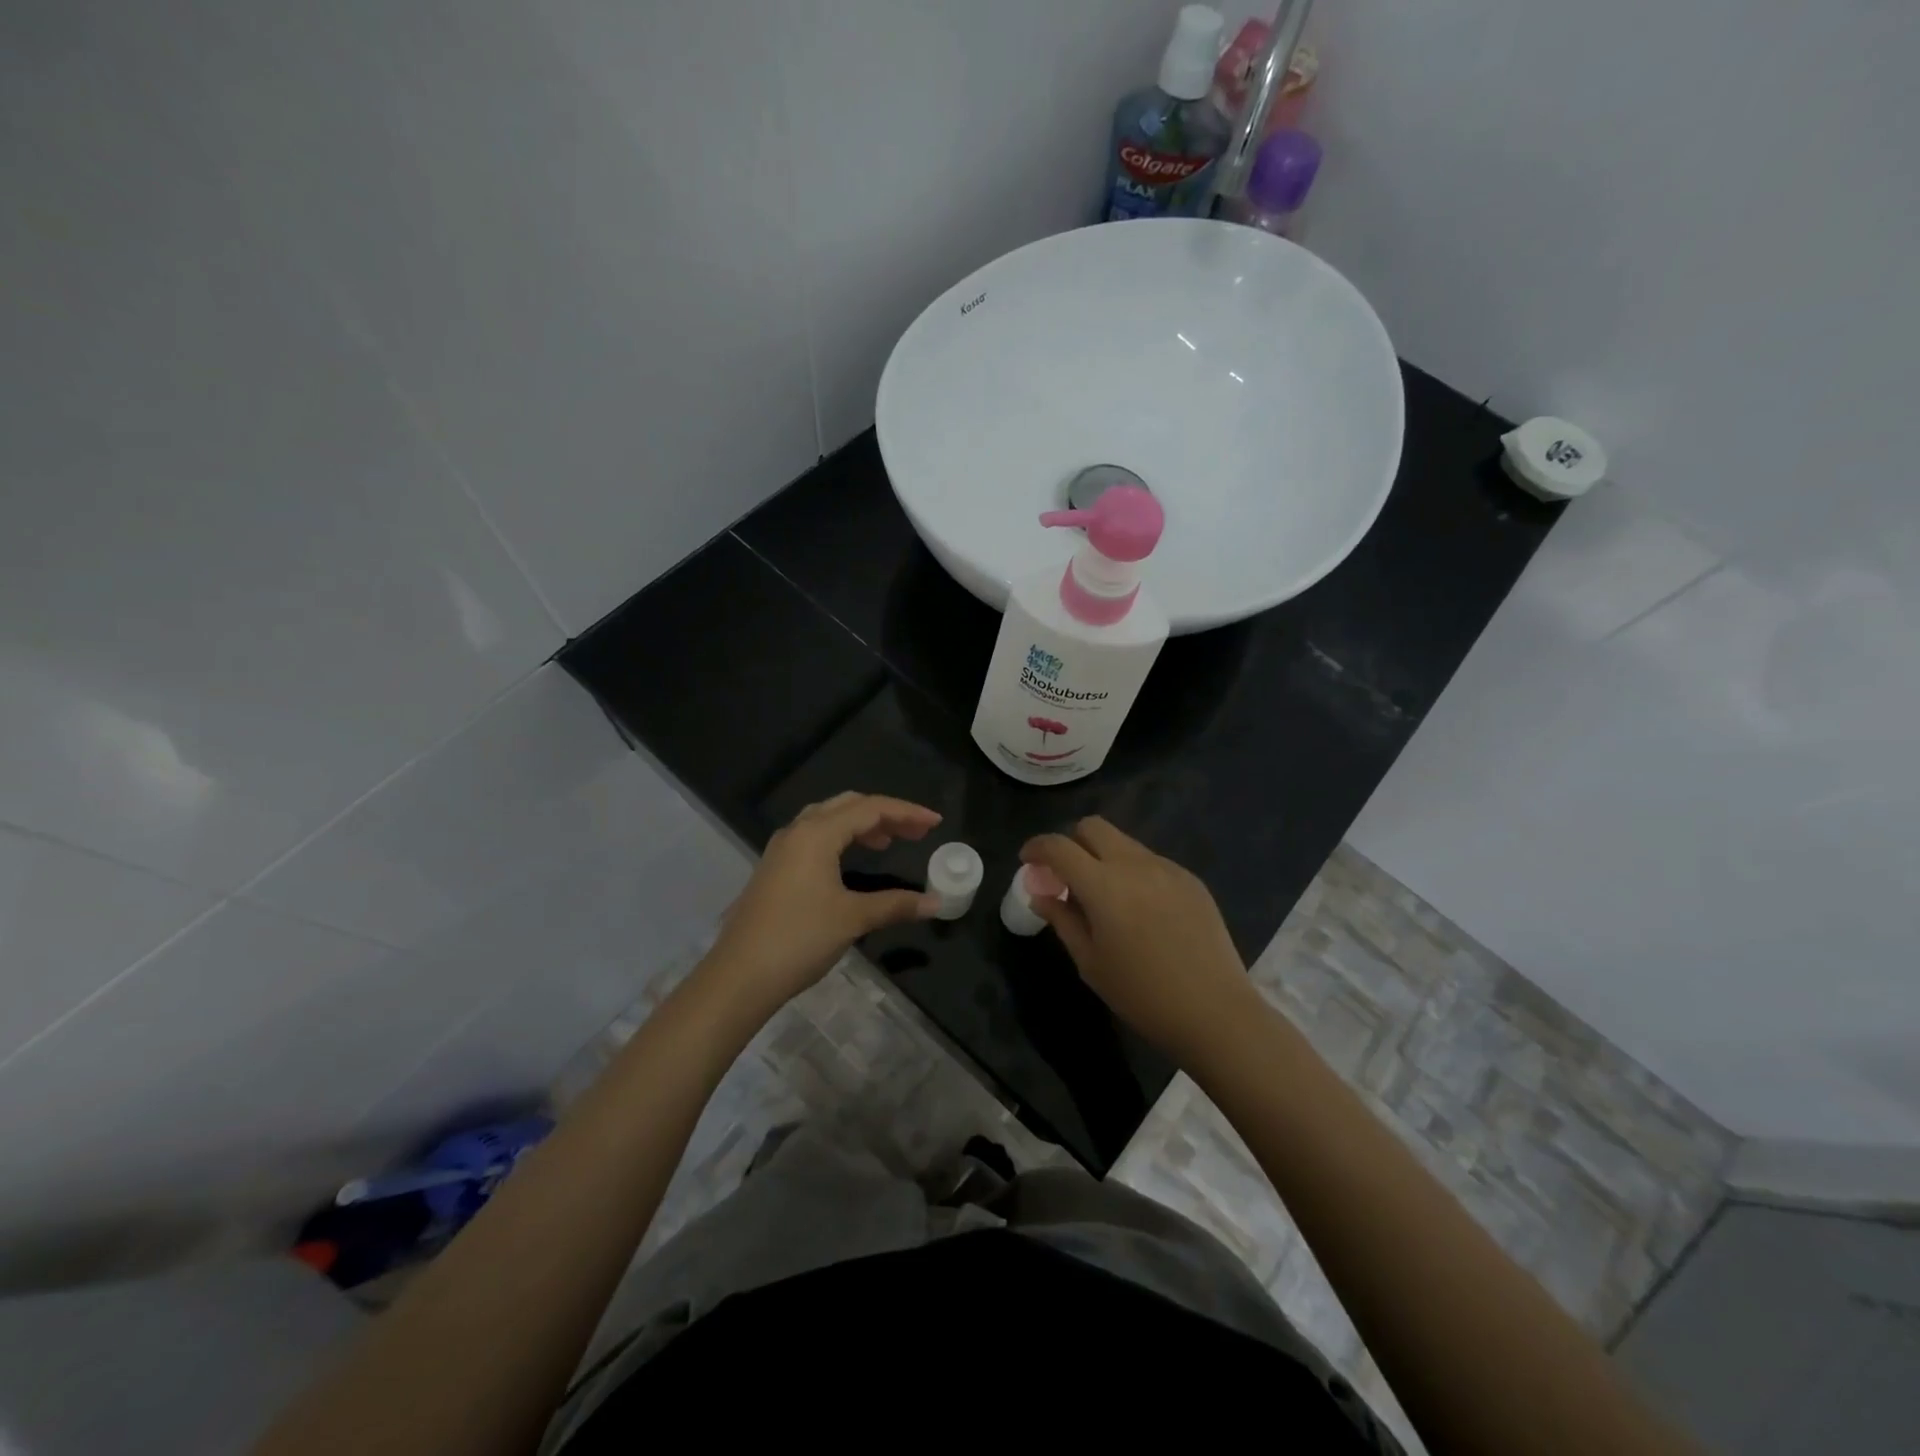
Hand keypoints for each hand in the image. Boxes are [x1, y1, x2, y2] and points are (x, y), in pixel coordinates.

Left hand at [701, 792, 941, 1020]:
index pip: (870, 808)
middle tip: (915, 832)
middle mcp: (797, 831)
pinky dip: (841, 839)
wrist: (739, 976)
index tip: (935, 823)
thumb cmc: (799, 939)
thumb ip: (895, 905)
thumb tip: (935, 903)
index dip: (906, 812)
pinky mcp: (774, 869)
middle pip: (847, 805)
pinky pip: (814, 838)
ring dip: (861, 825)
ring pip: (827, 819)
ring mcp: (781, 850)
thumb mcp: (853, 918)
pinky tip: (851, 861)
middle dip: (884, 814)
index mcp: (817, 833)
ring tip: (888, 842)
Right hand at [1021, 817, 1260, 1063]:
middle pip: (1093, 827)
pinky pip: (1151, 861)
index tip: (1028, 861)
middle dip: (1071, 842)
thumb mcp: (1090, 962)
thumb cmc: (1142, 994)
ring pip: (1124, 843)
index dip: (1037, 847)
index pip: (1059, 846)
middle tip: (1066, 875)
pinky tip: (1141, 910)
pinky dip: (1133, 872)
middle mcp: (1134, 864)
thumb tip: (1042, 894)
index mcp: (1103, 885)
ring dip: (1103, 857)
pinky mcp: (1191, 880)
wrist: (1215, 1011)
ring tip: (1106, 897)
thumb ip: (1063, 920)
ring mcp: (1167, 868)